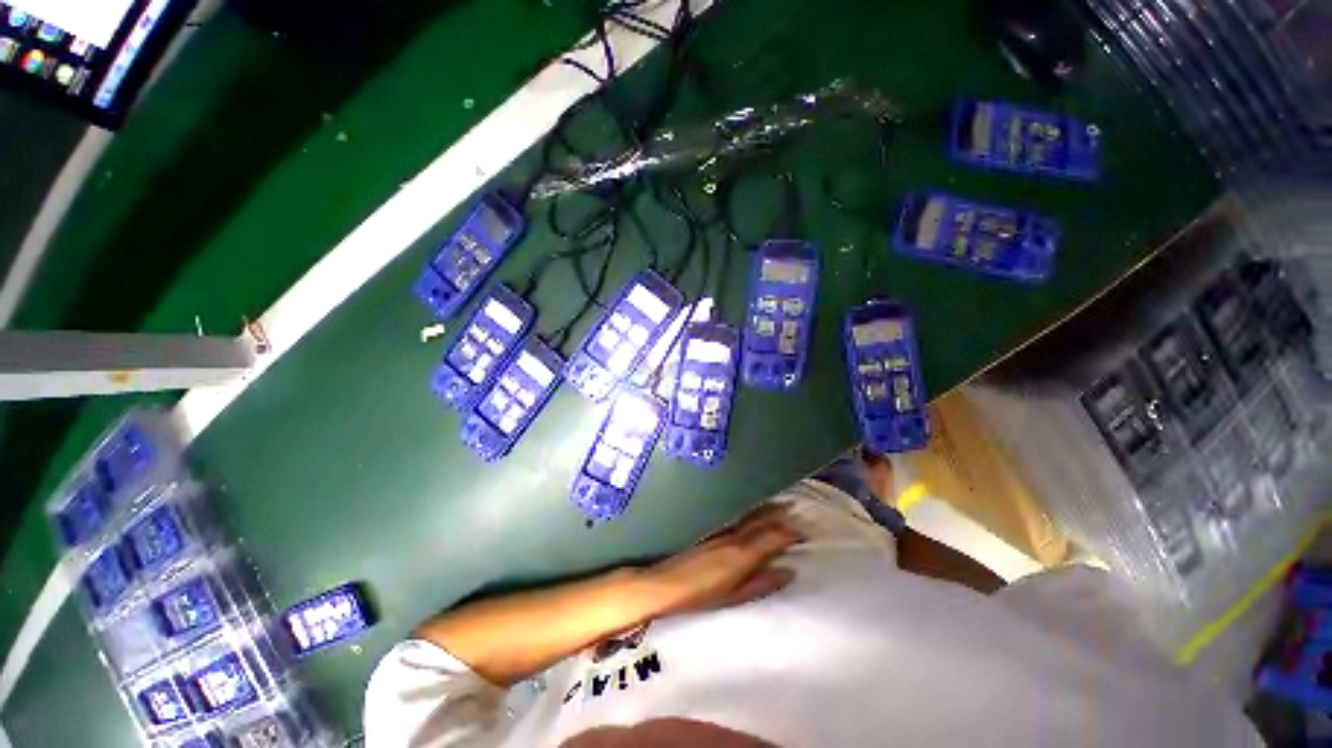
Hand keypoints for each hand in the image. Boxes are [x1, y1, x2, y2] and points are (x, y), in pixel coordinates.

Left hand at [638, 503, 802, 617]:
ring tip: (779, 503)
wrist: (666, 584)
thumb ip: (762, 584)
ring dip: (765, 509)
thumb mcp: (735, 597)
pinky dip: (749, 512)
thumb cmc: (701, 597)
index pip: (772, 537)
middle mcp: (734, 537)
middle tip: (795, 506)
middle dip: (779, 513)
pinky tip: (751, 511)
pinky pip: (737, 517)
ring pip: (749, 516)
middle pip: (760, 521)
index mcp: (743, 554)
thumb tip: (788, 572)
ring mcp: (721, 531)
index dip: (789, 532)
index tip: (803, 530)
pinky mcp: (711, 531)